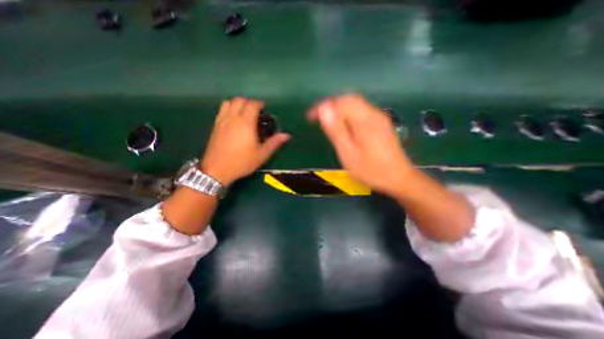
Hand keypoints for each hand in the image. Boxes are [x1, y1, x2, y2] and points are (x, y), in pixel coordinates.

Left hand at [200, 96, 289, 185]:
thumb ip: (274, 143)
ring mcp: (222, 121)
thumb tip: (286, 135)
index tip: (264, 108)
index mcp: (246, 123)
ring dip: (238, 103)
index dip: (259, 104)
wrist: (217, 170)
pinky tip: (233, 118)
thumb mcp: (261, 154)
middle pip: (240, 100)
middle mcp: (233, 118)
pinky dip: (229, 108)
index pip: (252, 105)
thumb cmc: (242, 162)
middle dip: (249, 102)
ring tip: (244, 112)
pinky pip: (221, 110)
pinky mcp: (215, 126)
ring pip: (229, 102)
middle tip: (256, 111)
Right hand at [308, 94, 412, 196]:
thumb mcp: (349, 153)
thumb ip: (336, 130)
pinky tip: (344, 126)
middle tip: (318, 118)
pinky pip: (361, 112)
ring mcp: (380, 118)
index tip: (310, 117)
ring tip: (328, 121)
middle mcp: (374, 114)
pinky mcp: (381, 124)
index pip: (341, 102)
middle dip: (331, 105)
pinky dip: (348, 114)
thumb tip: (323, 109)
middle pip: (350, 99)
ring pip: (356, 105)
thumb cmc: (371, 170)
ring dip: (339, 109)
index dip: (323, 106)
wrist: (399, 179)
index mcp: (365, 120)